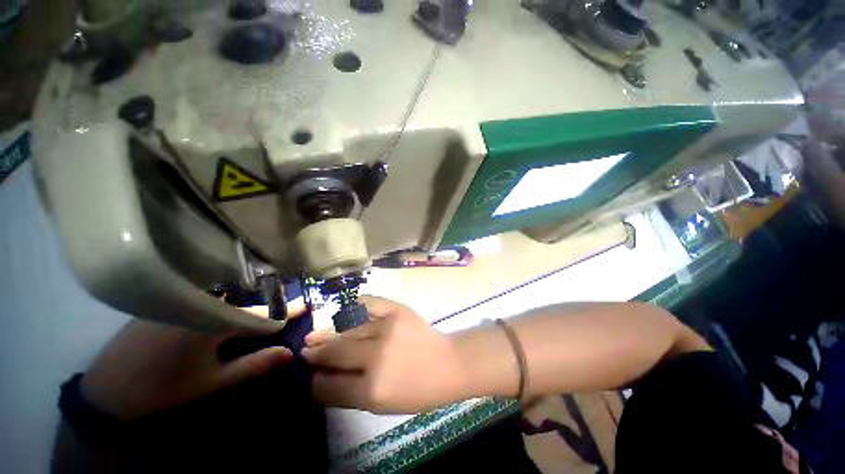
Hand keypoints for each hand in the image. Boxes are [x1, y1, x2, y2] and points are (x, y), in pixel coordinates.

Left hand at [80, 302, 304, 420]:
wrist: (107, 389)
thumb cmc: (163, 389)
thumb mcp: (212, 383)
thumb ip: (254, 365)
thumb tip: (290, 353)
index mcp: (214, 321)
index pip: (262, 314)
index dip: (286, 312)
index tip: (306, 305)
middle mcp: (202, 303)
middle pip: (245, 304)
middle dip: (267, 309)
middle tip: (282, 314)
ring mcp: (183, 300)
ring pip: (226, 299)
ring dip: (245, 305)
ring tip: (258, 314)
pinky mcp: (168, 301)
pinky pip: (206, 299)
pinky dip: (223, 304)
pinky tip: (223, 313)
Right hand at [303, 296, 469, 413]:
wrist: (447, 363)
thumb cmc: (418, 390)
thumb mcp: (382, 406)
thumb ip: (351, 393)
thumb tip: (322, 378)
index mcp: (372, 390)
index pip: (329, 386)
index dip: (315, 382)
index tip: (310, 375)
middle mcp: (376, 357)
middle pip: (334, 353)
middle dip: (316, 353)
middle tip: (307, 349)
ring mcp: (387, 328)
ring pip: (347, 329)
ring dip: (330, 333)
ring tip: (318, 334)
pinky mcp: (396, 310)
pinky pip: (367, 303)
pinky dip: (353, 307)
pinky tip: (343, 312)